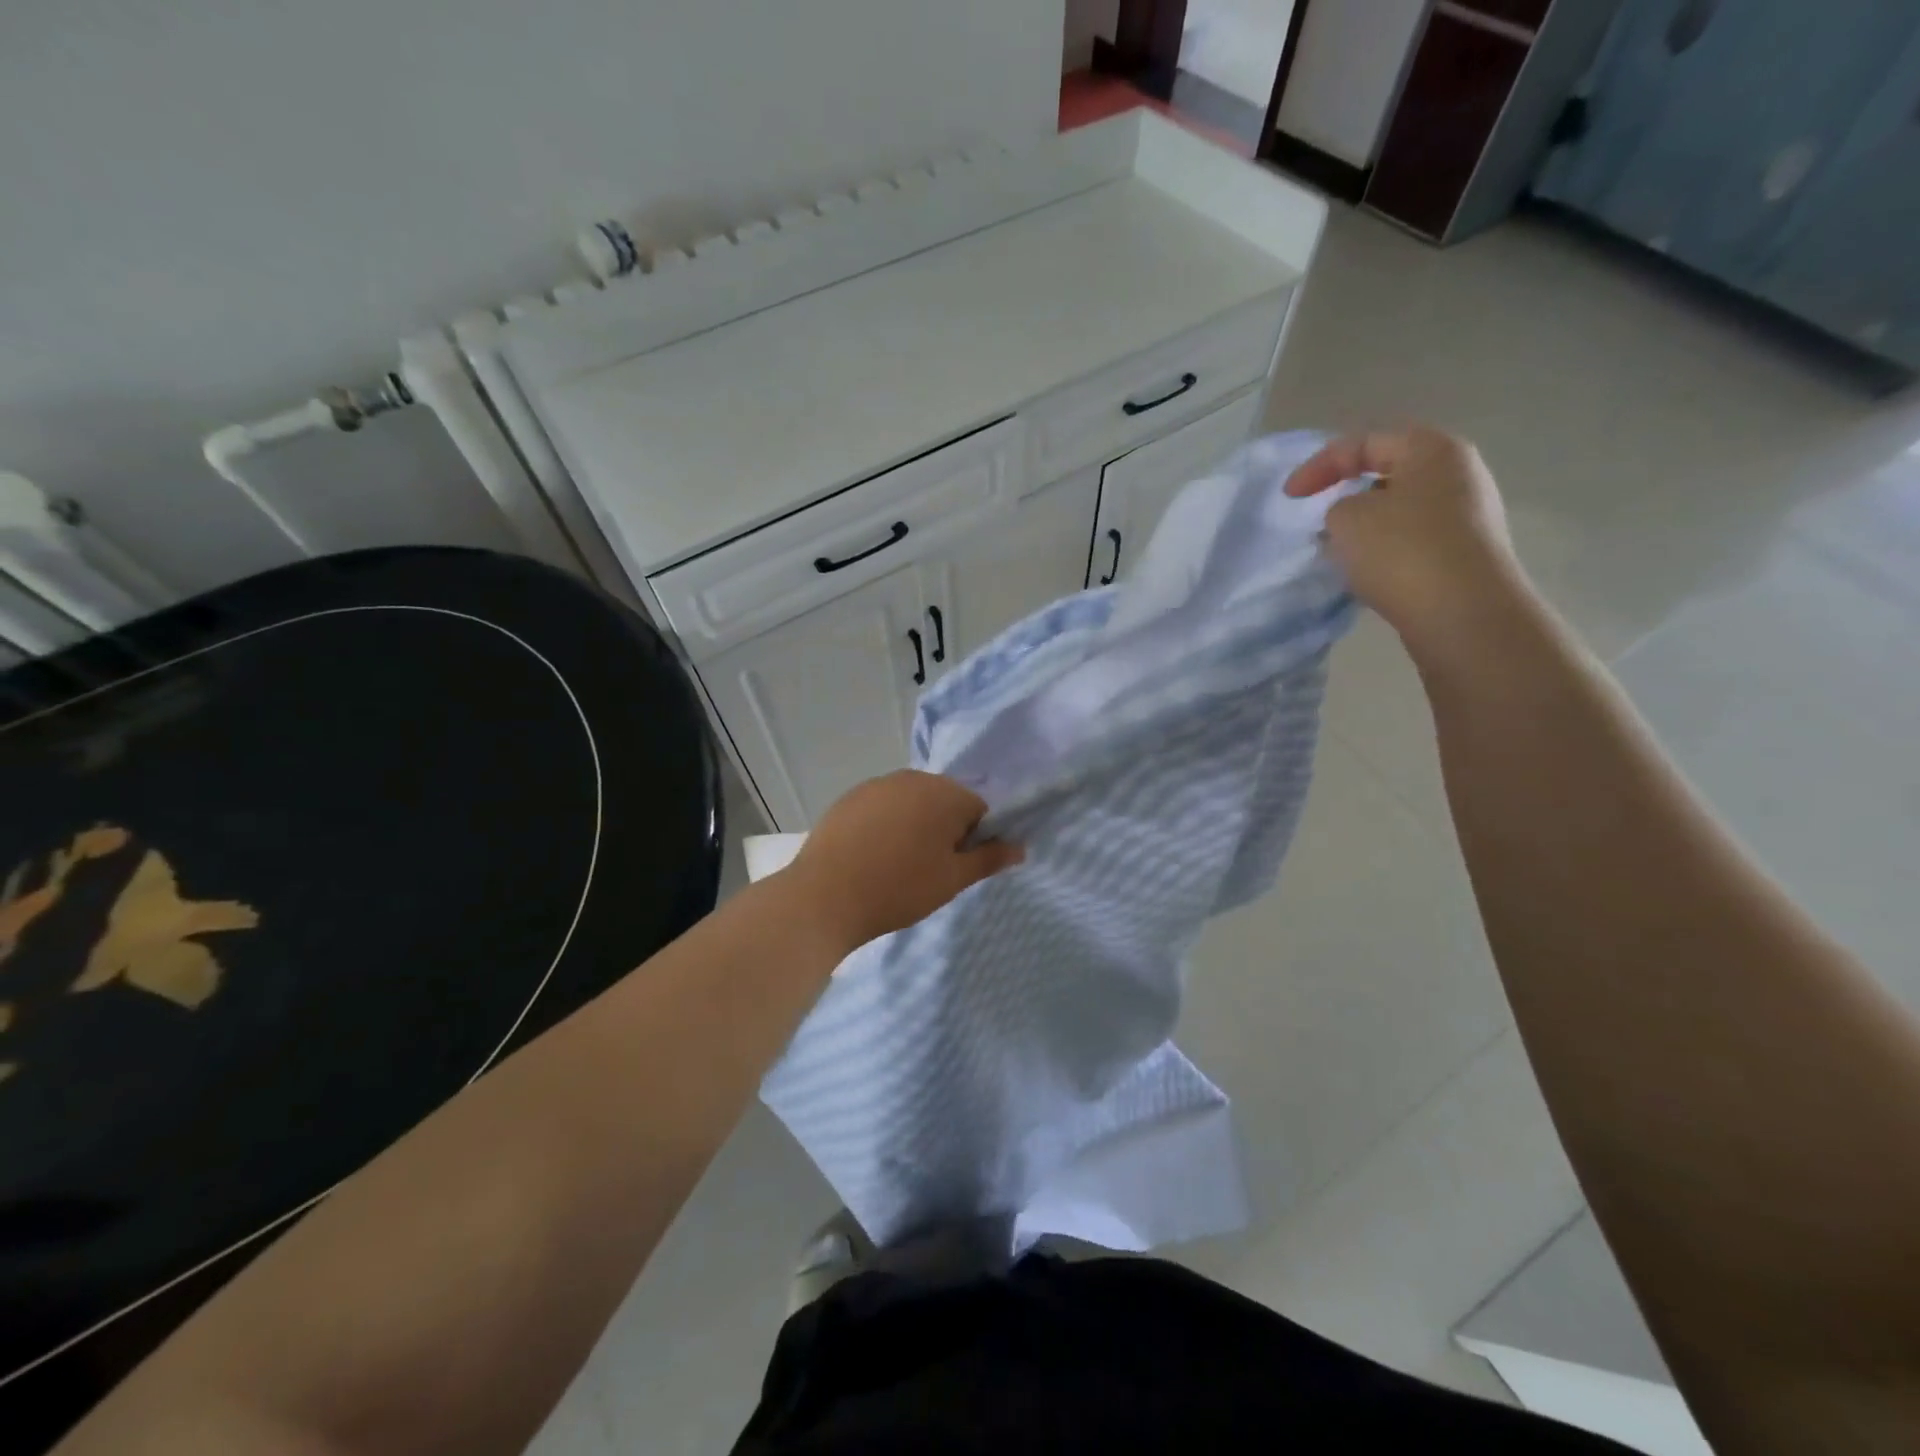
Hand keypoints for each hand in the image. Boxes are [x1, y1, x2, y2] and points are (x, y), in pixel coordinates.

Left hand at [781, 771, 1022, 950]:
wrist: (825, 896)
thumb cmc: (900, 888)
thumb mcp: (952, 879)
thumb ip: (989, 859)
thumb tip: (1020, 847)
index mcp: (946, 793)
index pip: (978, 809)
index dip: (972, 840)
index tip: (953, 867)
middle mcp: (913, 778)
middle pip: (944, 801)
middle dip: (943, 829)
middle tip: (927, 869)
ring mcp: (877, 784)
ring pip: (911, 803)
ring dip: (913, 826)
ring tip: (896, 864)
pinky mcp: (849, 797)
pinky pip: (882, 807)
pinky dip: (884, 825)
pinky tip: (870, 855)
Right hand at [1285, 427, 1531, 655]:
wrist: (1464, 614)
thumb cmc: (1402, 551)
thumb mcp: (1347, 518)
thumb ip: (1337, 507)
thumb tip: (1353, 518)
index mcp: (1434, 450)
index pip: (1366, 442)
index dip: (1320, 465)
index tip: (1290, 497)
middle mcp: (1459, 474)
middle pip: (1387, 474)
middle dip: (1346, 495)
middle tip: (1317, 520)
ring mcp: (1467, 516)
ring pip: (1399, 511)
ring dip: (1364, 527)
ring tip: (1337, 551)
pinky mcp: (1464, 554)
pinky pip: (1412, 541)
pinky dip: (1383, 551)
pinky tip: (1366, 573)